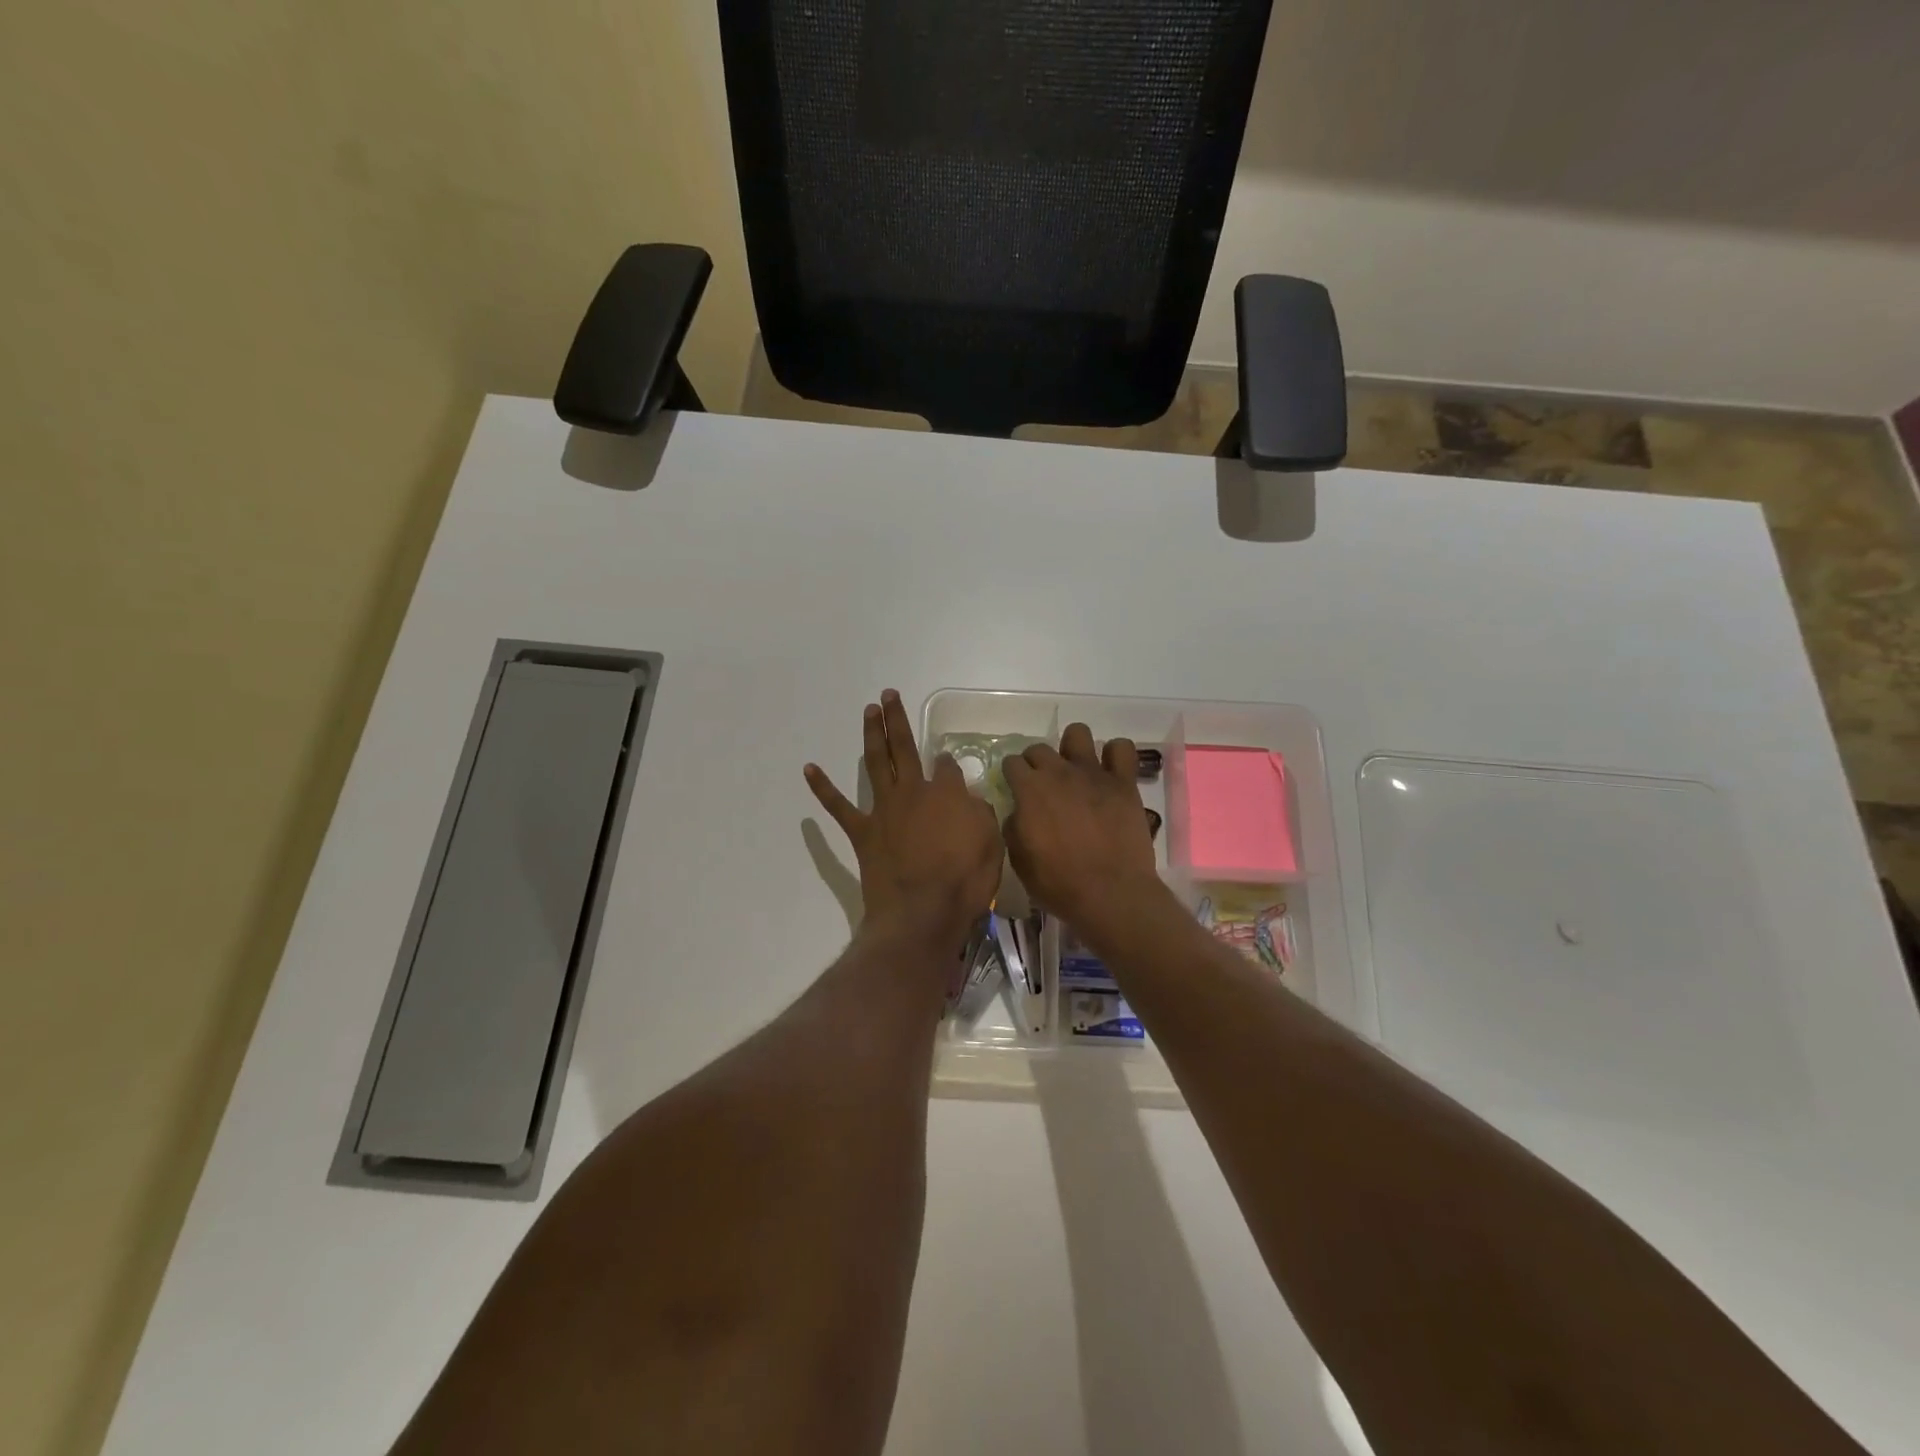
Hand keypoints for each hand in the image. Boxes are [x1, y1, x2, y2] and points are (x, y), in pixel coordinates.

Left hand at [806, 690, 1002, 950]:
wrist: (922, 913)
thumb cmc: (964, 882)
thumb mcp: (991, 844)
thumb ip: (980, 814)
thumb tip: (969, 798)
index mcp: (948, 793)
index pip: (949, 767)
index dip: (950, 765)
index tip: (950, 766)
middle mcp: (914, 791)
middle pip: (904, 748)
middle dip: (897, 720)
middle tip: (889, 695)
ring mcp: (885, 809)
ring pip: (876, 762)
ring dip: (872, 734)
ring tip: (869, 710)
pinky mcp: (863, 832)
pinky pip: (839, 806)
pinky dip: (823, 787)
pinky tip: (810, 768)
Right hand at [1002, 724, 1165, 935]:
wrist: (1110, 893)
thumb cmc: (1058, 882)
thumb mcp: (1019, 860)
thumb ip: (1014, 827)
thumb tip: (1018, 811)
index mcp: (1030, 789)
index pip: (1012, 763)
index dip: (1012, 776)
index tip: (1016, 790)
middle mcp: (1059, 772)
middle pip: (1039, 748)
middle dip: (1036, 763)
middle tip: (1043, 786)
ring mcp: (1094, 773)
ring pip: (1078, 733)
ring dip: (1072, 748)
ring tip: (1076, 770)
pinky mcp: (1123, 782)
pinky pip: (1122, 748)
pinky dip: (1115, 755)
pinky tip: (1110, 772)